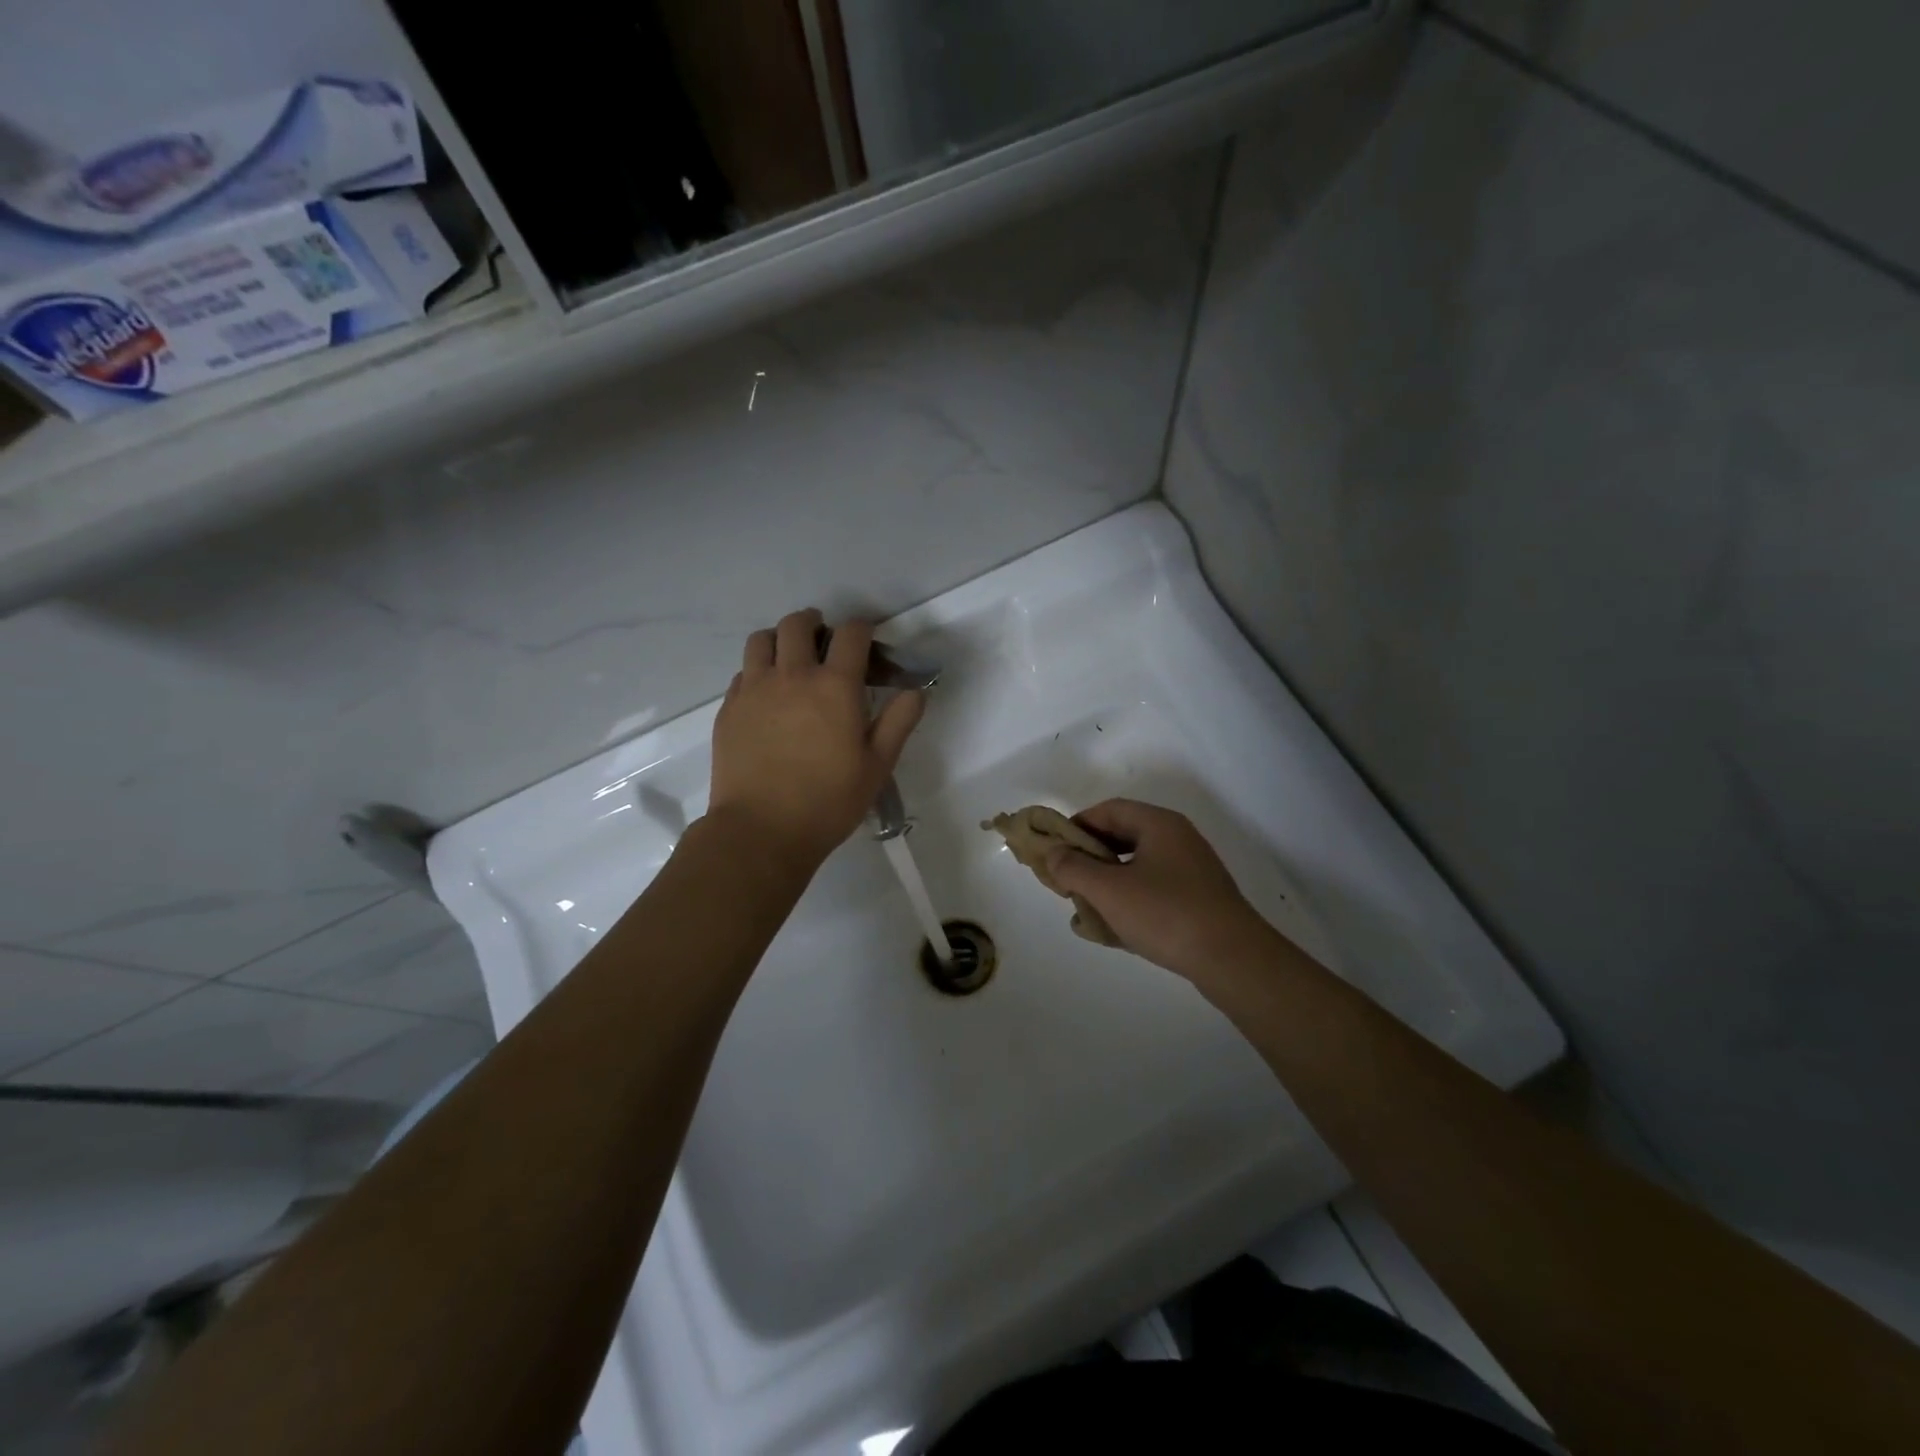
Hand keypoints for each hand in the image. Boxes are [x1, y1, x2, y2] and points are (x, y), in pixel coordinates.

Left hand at [708, 609, 924, 867]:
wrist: (761, 830)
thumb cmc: (829, 801)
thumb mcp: (877, 766)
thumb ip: (899, 722)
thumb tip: (915, 691)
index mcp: (835, 686)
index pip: (851, 634)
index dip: (862, 629)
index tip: (866, 641)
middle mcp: (793, 675)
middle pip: (798, 624)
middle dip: (815, 623)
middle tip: (823, 639)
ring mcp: (755, 689)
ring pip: (762, 640)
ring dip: (780, 639)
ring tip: (789, 657)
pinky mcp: (730, 708)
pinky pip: (743, 672)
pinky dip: (758, 670)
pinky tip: (766, 693)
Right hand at [1044, 799, 1276, 982]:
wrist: (1233, 961)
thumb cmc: (1166, 914)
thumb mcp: (1109, 890)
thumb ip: (1074, 868)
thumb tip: (1052, 852)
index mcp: (1159, 825)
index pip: (1109, 810)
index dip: (1076, 825)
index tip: (1053, 849)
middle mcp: (1177, 840)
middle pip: (1122, 838)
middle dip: (1089, 858)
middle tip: (1065, 879)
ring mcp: (1191, 871)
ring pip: (1136, 868)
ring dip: (1106, 884)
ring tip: (1082, 908)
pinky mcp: (1197, 901)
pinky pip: (1153, 892)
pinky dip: (1129, 903)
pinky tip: (1110, 930)